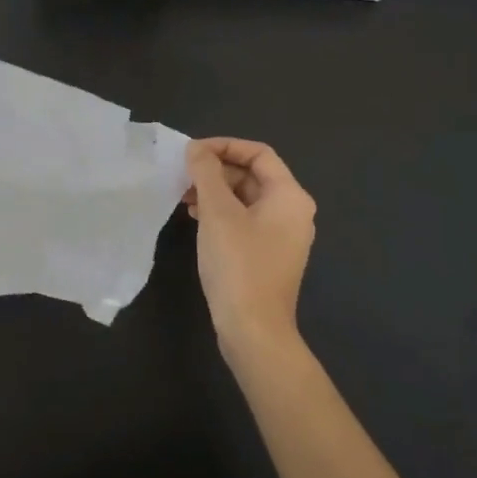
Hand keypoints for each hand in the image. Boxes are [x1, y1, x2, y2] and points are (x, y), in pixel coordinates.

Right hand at [184, 137, 315, 359]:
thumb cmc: (238, 264)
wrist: (254, 330)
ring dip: (215, 192)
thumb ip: (206, 173)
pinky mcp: (268, 256)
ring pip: (246, 199)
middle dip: (216, 171)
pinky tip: (196, 219)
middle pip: (253, 175)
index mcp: (290, 196)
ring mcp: (282, 236)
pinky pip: (245, 221)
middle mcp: (293, 212)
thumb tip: (196, 149)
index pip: (258, 153)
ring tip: (184, 197)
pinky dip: (221, 214)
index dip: (224, 146)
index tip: (192, 153)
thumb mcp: (217, 212)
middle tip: (183, 176)